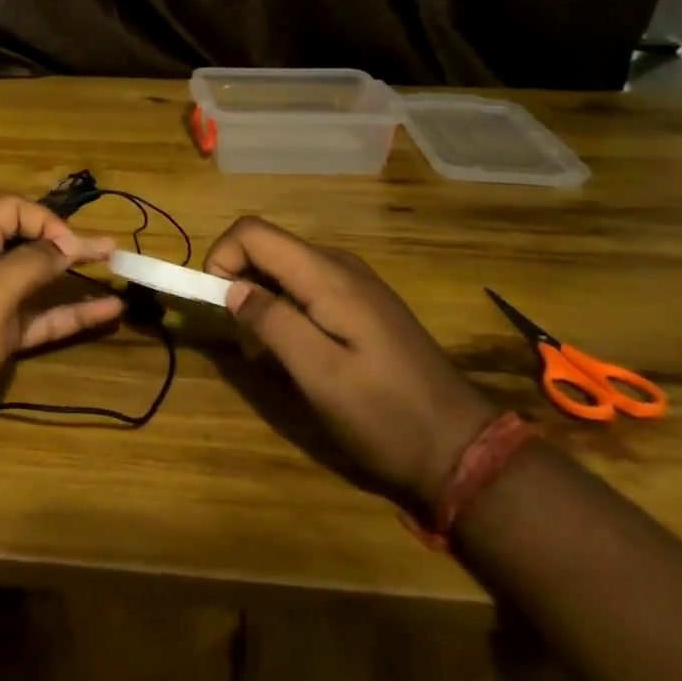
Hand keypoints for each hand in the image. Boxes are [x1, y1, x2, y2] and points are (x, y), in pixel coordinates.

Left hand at [0, 197, 121, 465]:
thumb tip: (65, 244)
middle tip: (111, 250)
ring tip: (117, 274)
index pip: (10, 211)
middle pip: (27, 245)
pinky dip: (69, 316)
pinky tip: (106, 314)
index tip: (73, 247)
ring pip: (37, 285)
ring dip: (74, 281)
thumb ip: (31, 263)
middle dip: (67, 245)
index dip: (44, 220)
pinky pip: (39, 321)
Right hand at [204, 216, 496, 509]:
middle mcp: (339, 265)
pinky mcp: (362, 303)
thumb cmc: (386, 415)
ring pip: (283, 269)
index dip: (221, 258)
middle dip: (239, 285)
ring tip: (270, 357)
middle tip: (245, 342)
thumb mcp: (319, 375)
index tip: (217, 307)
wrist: (463, 448)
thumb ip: (271, 323)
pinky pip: (306, 288)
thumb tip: (230, 289)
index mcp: (327, 276)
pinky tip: (299, 354)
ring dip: (261, 302)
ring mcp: (355, 283)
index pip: (251, 232)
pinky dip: (285, 311)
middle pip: (266, 247)